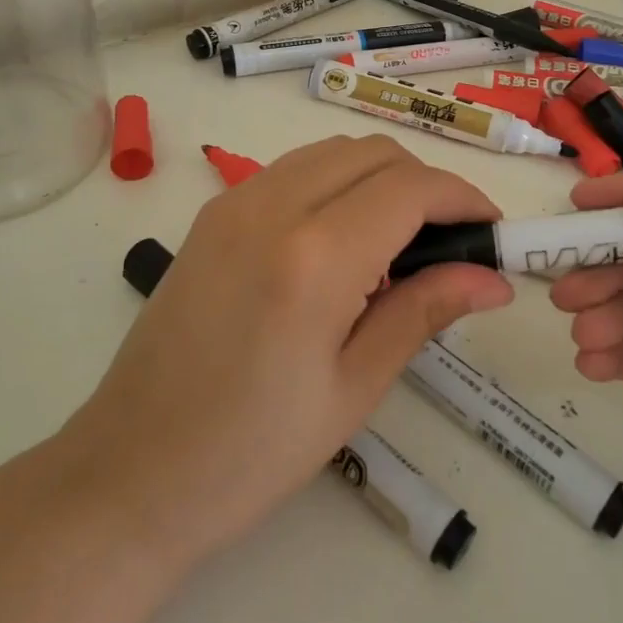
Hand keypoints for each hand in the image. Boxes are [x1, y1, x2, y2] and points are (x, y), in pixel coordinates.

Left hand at [63, 135, 512, 569]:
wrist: (131, 471)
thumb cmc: (251, 452)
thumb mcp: (353, 388)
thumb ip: (423, 312)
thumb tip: (491, 279)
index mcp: (314, 256)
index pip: (411, 188)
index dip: (463, 198)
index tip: (491, 230)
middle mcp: (272, 206)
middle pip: (374, 154)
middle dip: (425, 185)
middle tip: (449, 244)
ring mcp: (234, 202)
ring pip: (332, 152)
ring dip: (379, 178)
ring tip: (398, 245)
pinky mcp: (213, 213)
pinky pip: (293, 170)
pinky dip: (335, 183)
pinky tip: (341, 241)